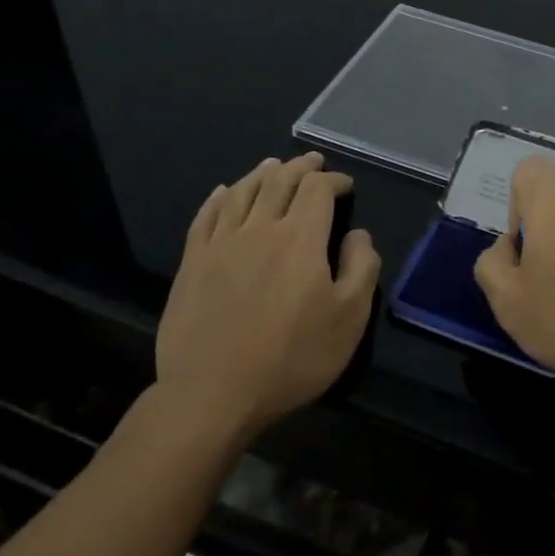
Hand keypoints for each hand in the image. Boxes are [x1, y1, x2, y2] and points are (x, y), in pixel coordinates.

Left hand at [154, 152, 379, 439]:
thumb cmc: (291, 358)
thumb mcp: (349, 318)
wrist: (212, 393)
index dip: (334, 180)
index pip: (318, 190)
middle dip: (301, 167)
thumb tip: (359, 234)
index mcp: (300, 237)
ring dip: (262, 173)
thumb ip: (362, 267)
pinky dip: (219, 197)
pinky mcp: (192, 263)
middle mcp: (260, 228)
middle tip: (312, 161)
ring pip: (243, 191)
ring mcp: (221, 243)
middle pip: (280, 181)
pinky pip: (206, 216)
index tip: (345, 185)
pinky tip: (224, 192)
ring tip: (273, 165)